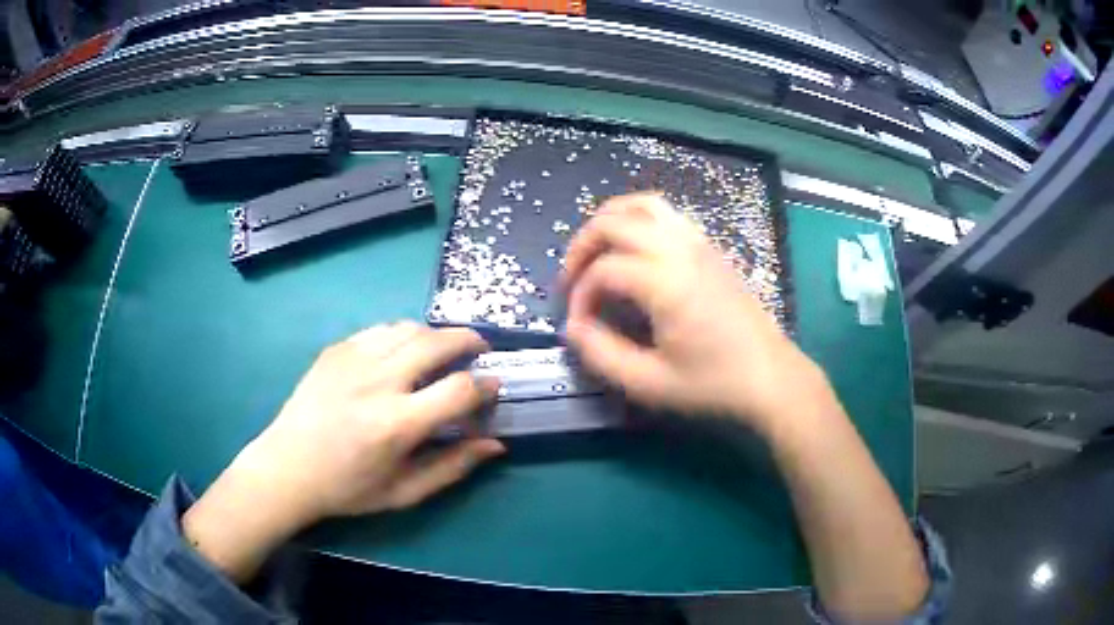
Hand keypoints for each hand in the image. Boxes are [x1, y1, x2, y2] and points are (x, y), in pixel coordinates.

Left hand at [183, 322, 503, 581]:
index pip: (459, 390)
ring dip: (434, 334)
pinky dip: (401, 335)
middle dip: (467, 340)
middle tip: (479, 347)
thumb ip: (452, 467)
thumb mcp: (404, 492)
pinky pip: (379, 331)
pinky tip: (401, 352)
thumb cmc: (348, 488)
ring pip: (408, 328)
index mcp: (397, 424)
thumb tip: (494, 445)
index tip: (494, 386)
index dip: (485, 385)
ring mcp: (352, 360)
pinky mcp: (335, 350)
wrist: (288, 467)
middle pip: (436, 342)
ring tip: (442, 349)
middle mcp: (378, 382)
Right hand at [562, 193, 825, 430]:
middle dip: (582, 246)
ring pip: (642, 205)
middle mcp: (681, 249)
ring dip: (609, 221)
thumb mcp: (649, 383)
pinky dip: (637, 220)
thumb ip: (601, 354)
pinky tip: (633, 250)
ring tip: (596, 253)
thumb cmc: (713, 384)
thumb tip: (573, 327)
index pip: (603, 270)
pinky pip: (666, 213)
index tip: (579, 326)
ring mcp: (699, 242)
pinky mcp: (710, 247)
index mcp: (667, 281)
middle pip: (614, 221)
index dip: (580, 296)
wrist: (771, 377)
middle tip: (572, 280)